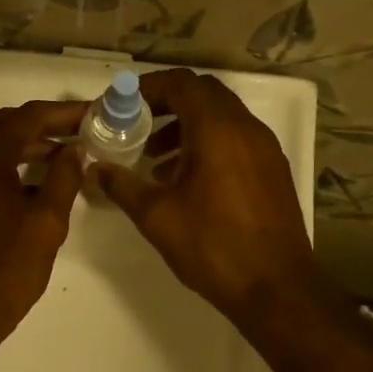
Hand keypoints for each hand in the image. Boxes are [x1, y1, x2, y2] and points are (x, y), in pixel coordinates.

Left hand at [0, 99, 87, 354]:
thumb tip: (75, 149)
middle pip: (6, 126)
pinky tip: (37, 180)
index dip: (63, 113)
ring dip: (27, 144)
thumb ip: (63, 178)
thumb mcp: (46, 222)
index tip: (93, 113)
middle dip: (44, 125)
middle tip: (81, 130)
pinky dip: (9, 164)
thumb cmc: (6, 269)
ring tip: (66, 155)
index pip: (27, 118)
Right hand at [91, 69, 315, 326]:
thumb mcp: (156, 216)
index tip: (122, 106)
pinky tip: (187, 180)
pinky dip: (208, 143)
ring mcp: (264, 149)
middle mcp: (246, 128)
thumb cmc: (212, 246)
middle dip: (167, 104)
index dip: (148, 88)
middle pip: (203, 94)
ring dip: (187, 126)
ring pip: (221, 117)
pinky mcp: (273, 170)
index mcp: (217, 130)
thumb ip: (122, 185)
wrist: (275, 287)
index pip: (181, 84)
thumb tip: (96, 169)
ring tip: (156, 159)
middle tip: (136, 127)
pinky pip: (236, 138)